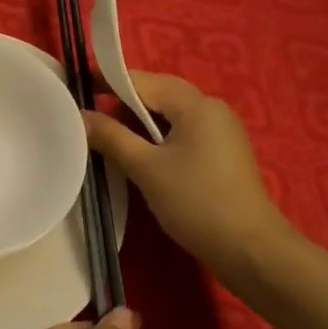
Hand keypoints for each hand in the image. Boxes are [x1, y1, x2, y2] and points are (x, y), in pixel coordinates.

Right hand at [83, 70, 294, 275]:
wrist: (249, 247)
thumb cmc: (195, 201)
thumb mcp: (146, 168)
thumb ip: (111, 137)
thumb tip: (80, 115)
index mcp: (196, 105)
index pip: (144, 81)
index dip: (109, 81)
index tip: (78, 86)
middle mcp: (212, 109)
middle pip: (160, 95)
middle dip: (124, 104)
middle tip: (90, 119)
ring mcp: (221, 132)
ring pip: (171, 116)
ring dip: (140, 124)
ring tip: (110, 141)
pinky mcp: (223, 154)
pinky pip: (184, 134)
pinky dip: (158, 139)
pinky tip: (141, 158)